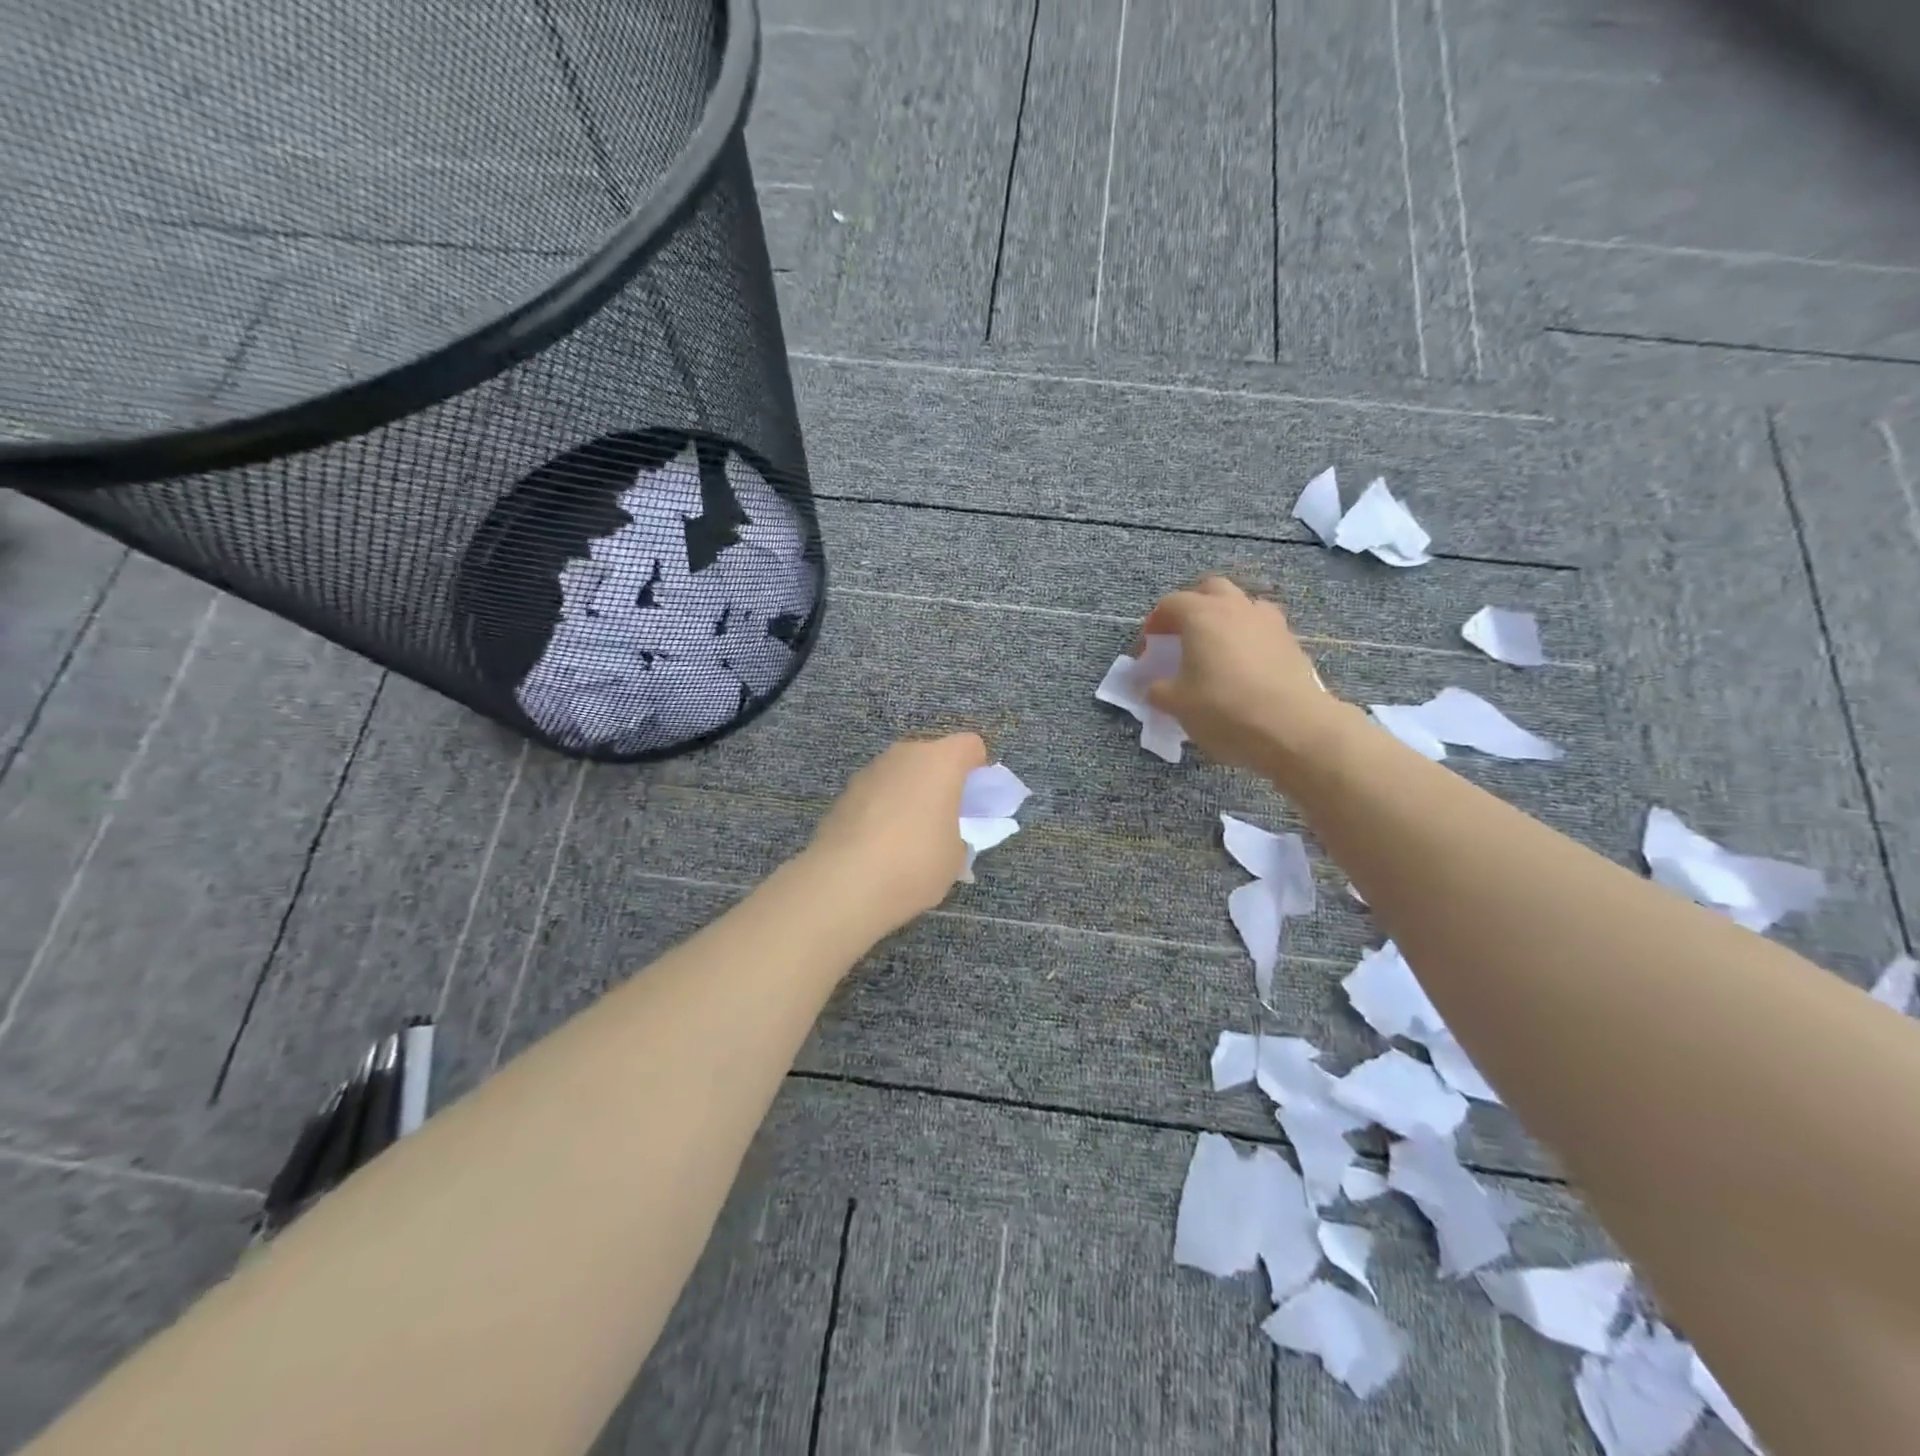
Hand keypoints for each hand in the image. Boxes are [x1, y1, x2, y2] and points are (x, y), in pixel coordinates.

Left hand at [807, 733, 989, 932]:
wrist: (846, 882)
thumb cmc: (916, 862)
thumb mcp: (955, 857)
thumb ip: (957, 836)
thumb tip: (944, 837)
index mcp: (940, 761)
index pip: (969, 745)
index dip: (976, 769)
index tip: (974, 800)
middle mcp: (904, 755)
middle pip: (931, 756)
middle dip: (939, 781)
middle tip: (944, 818)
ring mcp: (870, 771)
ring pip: (900, 774)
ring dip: (908, 794)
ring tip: (908, 837)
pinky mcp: (844, 793)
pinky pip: (875, 794)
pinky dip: (882, 810)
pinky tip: (879, 846)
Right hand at [1140, 576, 1352, 773]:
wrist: (1292, 727)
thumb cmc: (1224, 709)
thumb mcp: (1177, 704)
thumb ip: (1158, 690)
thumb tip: (1154, 686)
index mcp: (1201, 615)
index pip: (1170, 604)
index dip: (1154, 624)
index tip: (1149, 649)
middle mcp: (1236, 607)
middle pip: (1210, 590)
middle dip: (1193, 606)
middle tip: (1182, 636)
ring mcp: (1268, 621)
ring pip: (1242, 604)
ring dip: (1225, 618)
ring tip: (1216, 648)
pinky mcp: (1291, 642)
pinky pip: (1262, 628)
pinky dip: (1248, 638)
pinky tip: (1244, 666)